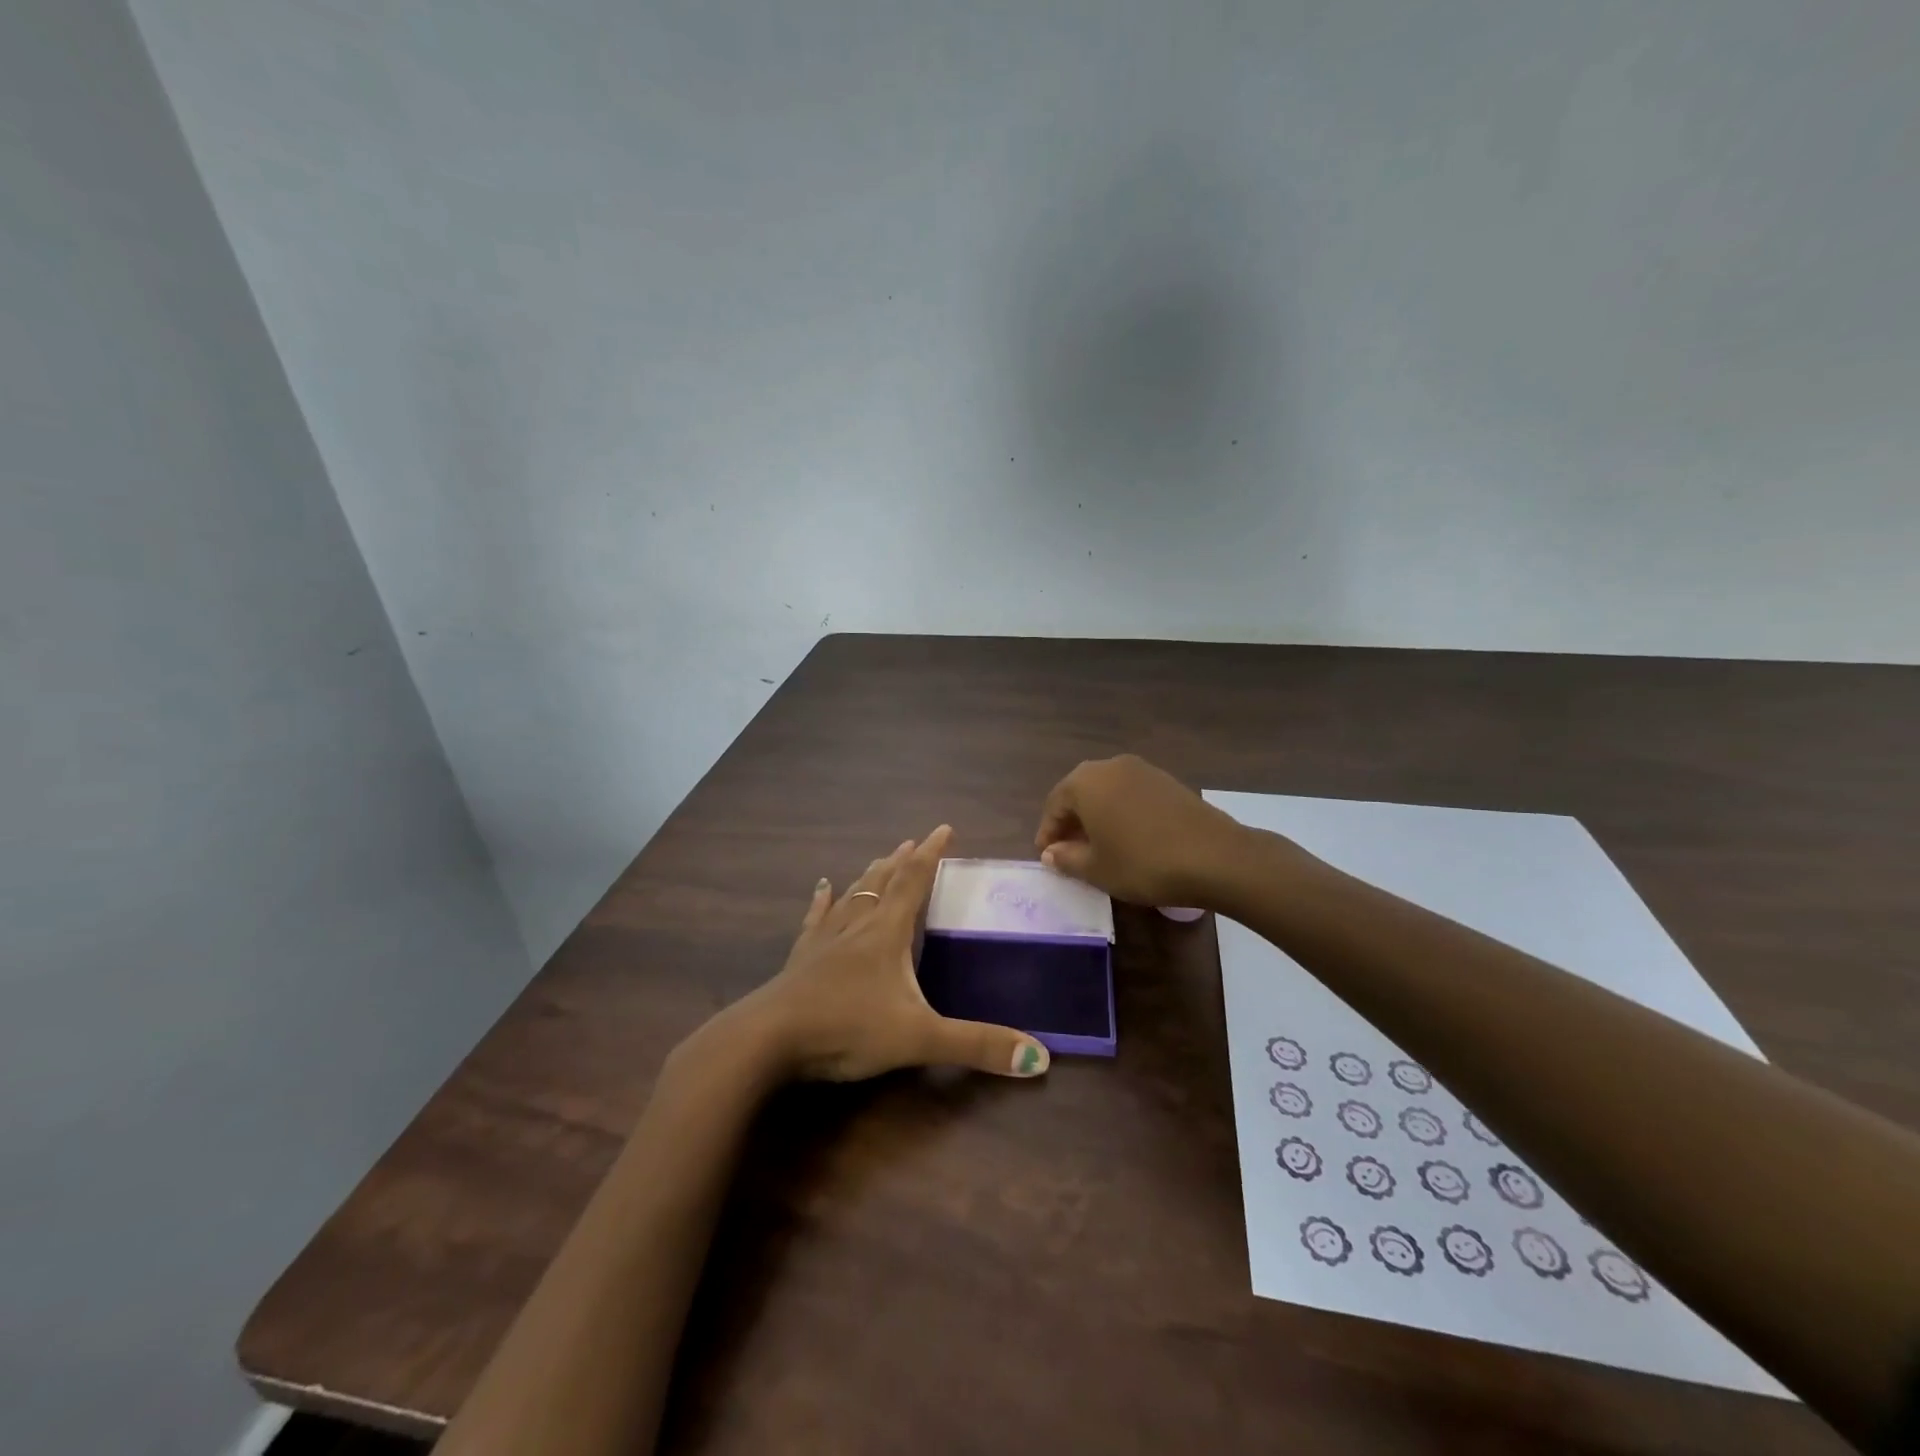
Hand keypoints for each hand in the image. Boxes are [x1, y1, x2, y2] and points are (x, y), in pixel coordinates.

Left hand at [737, 826, 1050, 1081]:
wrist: (768, 1040)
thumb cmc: (847, 1029)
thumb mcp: (919, 1039)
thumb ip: (977, 1047)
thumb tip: (1040, 1059)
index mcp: (887, 933)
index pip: (914, 882)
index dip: (932, 855)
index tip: (944, 828)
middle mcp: (857, 926)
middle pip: (883, 882)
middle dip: (902, 861)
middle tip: (913, 841)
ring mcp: (825, 941)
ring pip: (853, 896)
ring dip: (870, 875)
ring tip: (880, 858)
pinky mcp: (801, 959)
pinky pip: (816, 919)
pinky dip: (823, 901)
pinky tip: (822, 887)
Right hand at [1034, 755, 1248, 906]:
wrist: (1215, 857)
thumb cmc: (1143, 863)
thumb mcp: (1096, 869)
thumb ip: (1067, 858)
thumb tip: (1051, 852)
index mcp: (1085, 782)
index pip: (1054, 805)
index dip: (1048, 833)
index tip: (1047, 858)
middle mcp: (1110, 766)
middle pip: (1080, 793)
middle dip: (1071, 821)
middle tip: (1069, 851)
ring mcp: (1142, 769)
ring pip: (1107, 792)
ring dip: (1097, 816)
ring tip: (1099, 847)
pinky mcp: (1167, 780)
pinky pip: (1131, 794)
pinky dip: (1122, 812)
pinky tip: (1129, 838)